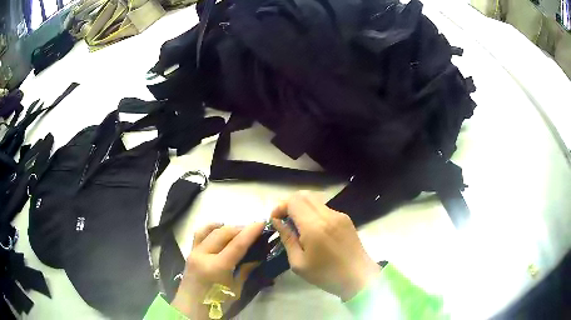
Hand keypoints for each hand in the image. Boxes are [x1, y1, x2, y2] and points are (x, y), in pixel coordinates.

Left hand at [171, 222, 264, 319]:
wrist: (191, 308)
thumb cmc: (216, 303)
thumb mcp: (235, 290)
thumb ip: (245, 271)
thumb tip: (257, 257)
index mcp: (217, 267)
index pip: (237, 244)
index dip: (250, 232)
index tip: (261, 223)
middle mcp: (204, 255)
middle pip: (224, 233)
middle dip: (240, 228)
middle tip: (253, 230)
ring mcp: (194, 252)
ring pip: (211, 230)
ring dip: (226, 227)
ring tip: (238, 231)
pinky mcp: (190, 252)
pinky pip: (199, 234)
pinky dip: (211, 228)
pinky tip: (219, 229)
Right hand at [271, 191, 380, 300]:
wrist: (358, 277)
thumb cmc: (326, 274)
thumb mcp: (299, 263)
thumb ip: (287, 239)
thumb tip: (277, 222)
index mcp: (315, 227)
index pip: (293, 201)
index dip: (280, 207)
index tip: (275, 220)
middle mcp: (328, 215)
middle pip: (304, 195)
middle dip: (290, 204)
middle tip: (284, 220)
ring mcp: (339, 215)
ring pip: (315, 200)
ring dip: (302, 207)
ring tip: (297, 226)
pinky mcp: (346, 218)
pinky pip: (325, 208)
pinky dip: (313, 212)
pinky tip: (313, 230)